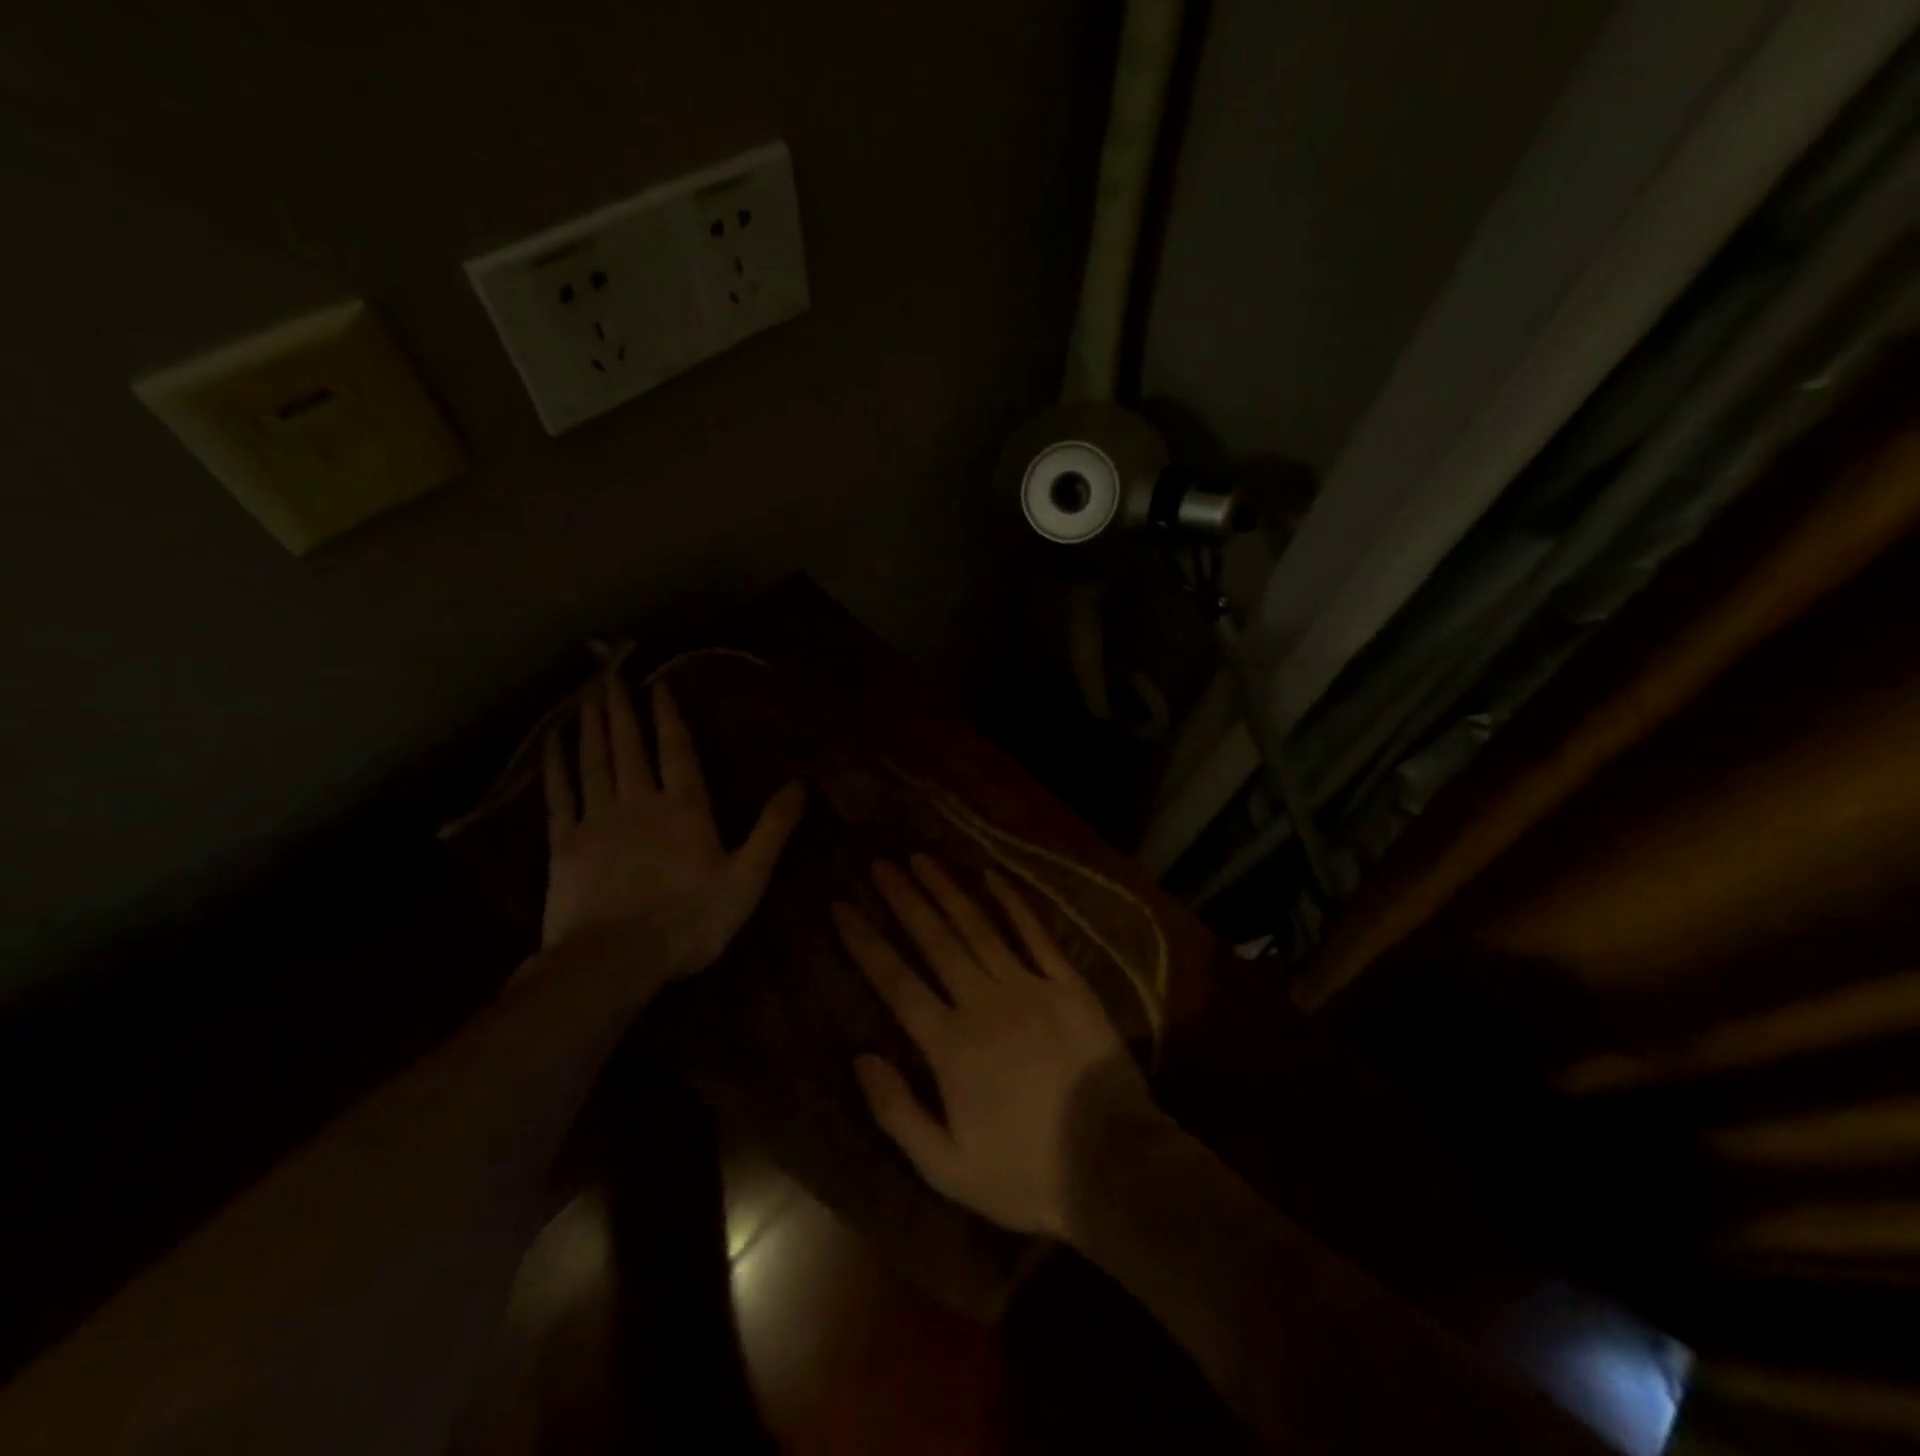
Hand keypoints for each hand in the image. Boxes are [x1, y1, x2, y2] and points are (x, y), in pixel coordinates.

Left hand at [543, 673, 804, 976]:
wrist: (615, 959)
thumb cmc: (690, 920)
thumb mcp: (747, 878)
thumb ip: (773, 829)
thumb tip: (800, 785)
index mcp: (685, 808)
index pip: (677, 750)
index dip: (669, 716)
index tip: (659, 686)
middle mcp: (639, 801)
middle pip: (630, 746)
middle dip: (623, 708)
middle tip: (611, 674)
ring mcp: (598, 820)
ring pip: (595, 761)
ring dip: (593, 727)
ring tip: (589, 696)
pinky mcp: (564, 843)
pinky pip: (559, 795)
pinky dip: (556, 766)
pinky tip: (552, 744)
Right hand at [832, 854, 1150, 1237]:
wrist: (1114, 1164)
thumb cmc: (1025, 1174)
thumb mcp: (947, 1168)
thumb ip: (898, 1112)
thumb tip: (859, 1057)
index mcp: (951, 1045)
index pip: (897, 981)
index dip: (866, 942)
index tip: (841, 906)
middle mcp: (984, 1002)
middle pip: (935, 940)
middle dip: (903, 899)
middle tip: (879, 864)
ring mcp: (1029, 986)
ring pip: (979, 927)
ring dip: (947, 890)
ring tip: (921, 858)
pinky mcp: (1068, 983)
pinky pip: (1035, 933)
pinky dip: (1012, 902)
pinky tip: (991, 874)